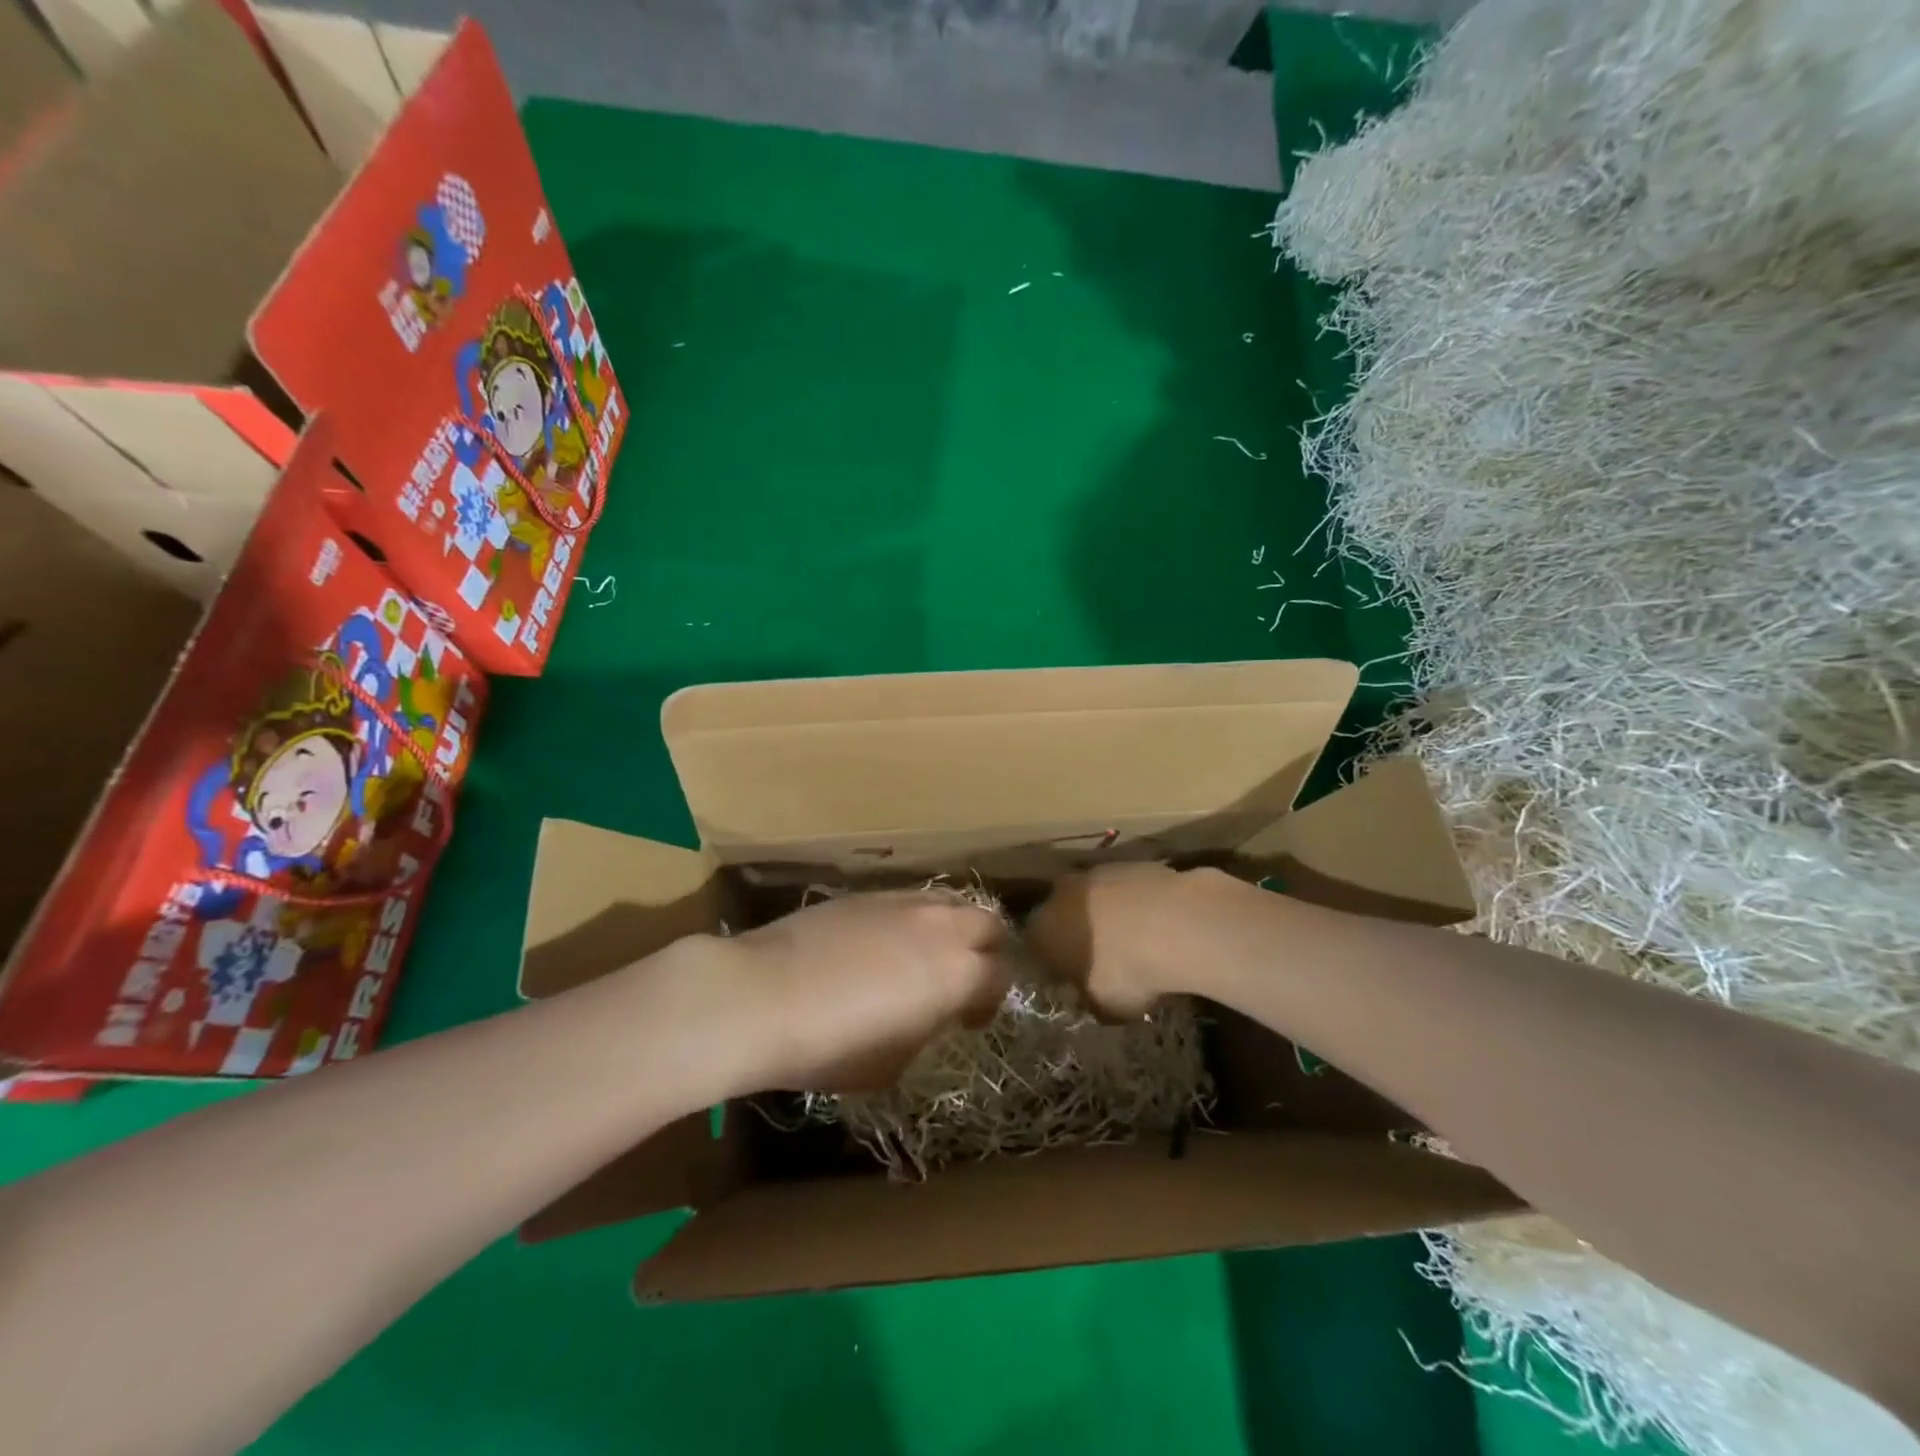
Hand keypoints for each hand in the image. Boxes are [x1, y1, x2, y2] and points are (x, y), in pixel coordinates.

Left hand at [724, 891, 1011, 1093]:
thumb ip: (925, 1030)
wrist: (763, 995)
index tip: (968, 1020)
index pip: (1001, 976)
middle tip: (959, 979)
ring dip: (950, 928)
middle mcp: (940, 926)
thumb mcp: (892, 1063)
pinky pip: (907, 899)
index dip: (990, 1001)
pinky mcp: (865, 894)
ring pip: (948, 901)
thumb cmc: (831, 1045)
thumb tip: (925, 1013)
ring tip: (923, 956)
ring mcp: (901, 902)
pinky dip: (911, 919)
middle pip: (988, 923)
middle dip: (984, 951)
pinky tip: (881, 944)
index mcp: (957, 973)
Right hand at [1025, 864, 1236, 1017]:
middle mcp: (1061, 893)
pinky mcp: (1134, 862)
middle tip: (1103, 959)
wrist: (1176, 924)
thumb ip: (1086, 997)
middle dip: (1079, 933)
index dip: (1052, 964)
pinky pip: (1128, 889)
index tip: (1071, 980)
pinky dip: (1137, 904)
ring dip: (1108, 915)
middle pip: (1063, 914)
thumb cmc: (1125, 971)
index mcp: (1041, 928)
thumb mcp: (1101, 1006)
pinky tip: (1160, 925)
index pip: (1033, 946)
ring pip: (1095, 897)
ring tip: (1137, 942)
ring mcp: (1098, 872)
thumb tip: (1088, 996)